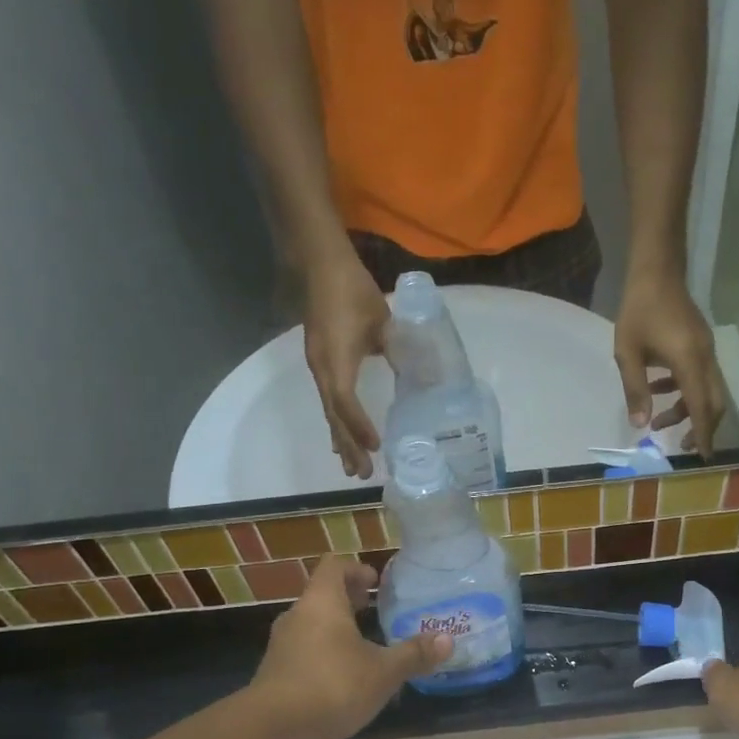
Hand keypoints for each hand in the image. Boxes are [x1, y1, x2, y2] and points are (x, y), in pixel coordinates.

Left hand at [251, 557, 451, 738]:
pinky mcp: (275, 673)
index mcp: (322, 603)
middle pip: (322, 595)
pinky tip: (343, 677)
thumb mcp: (383, 672)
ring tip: (363, 645)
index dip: (356, 569)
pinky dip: (323, 653)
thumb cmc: (333, 686)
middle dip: (349, 600)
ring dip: (336, 628)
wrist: (273, 729)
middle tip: (375, 609)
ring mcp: (282, 646)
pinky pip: (303, 651)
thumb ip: (414, 655)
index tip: (376, 582)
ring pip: (312, 624)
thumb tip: (447, 640)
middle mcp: (297, 617)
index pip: (334, 566)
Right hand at [303, 251, 390, 478]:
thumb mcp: (382, 322)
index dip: (359, 427)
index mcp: (336, 360)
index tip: (376, 447)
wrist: (320, 264)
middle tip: (361, 474)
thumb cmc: (352, 291)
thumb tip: (419, 377)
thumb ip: (399, 350)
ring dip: (341, 440)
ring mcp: (319, 366)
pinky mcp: (321, 362)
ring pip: (329, 412)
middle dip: (348, 446)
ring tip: (351, 467)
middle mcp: (322, 369)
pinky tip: (342, 437)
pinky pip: (328, 401)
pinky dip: (337, 422)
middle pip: (334, 416)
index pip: (345, 403)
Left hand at [613, 270, 726, 455]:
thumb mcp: (627, 354)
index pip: (701, 407)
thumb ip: (635, 391)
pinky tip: (659, 390)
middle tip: (681, 447)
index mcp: (689, 362)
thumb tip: (640, 426)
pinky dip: (684, 391)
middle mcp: (705, 358)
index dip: (702, 434)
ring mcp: (706, 350)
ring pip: (707, 391)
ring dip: (687, 410)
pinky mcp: (700, 344)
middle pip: (713, 403)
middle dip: (700, 428)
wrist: (656, 270)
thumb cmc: (638, 310)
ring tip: (659, 422)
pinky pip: (699, 376)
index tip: (703, 458)